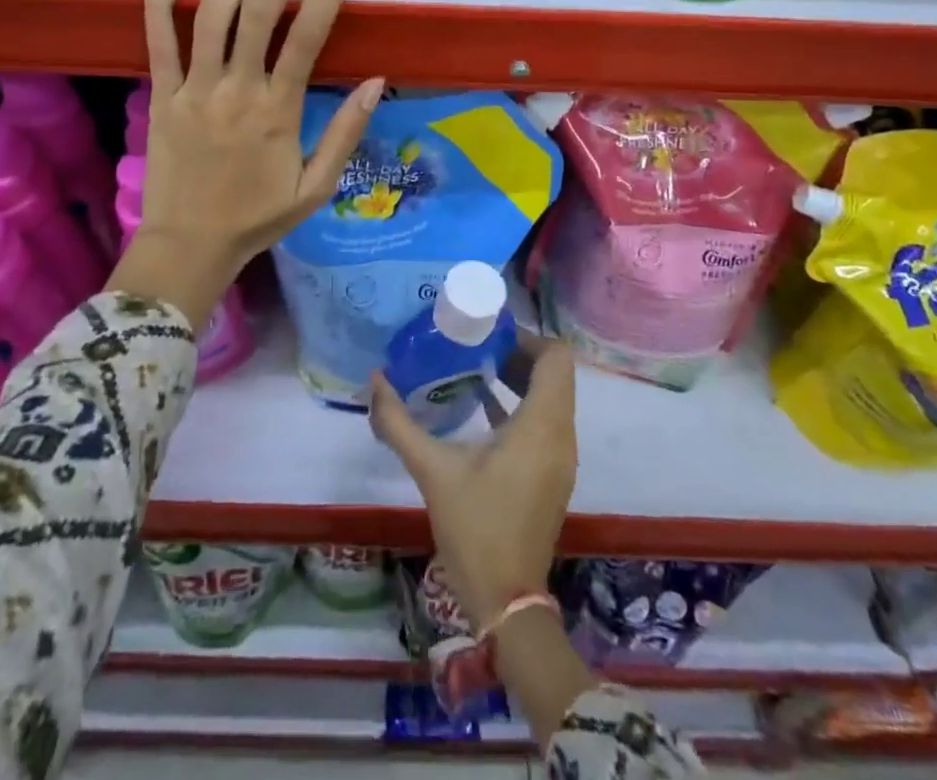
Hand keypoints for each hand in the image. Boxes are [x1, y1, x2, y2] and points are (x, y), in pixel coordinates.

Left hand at [115, 0, 383, 328]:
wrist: (190, 245)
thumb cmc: (258, 217)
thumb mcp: (316, 188)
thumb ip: (345, 133)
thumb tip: (375, 82)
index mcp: (278, 110)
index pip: (308, 36)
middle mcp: (236, 89)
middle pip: (257, 11)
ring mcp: (194, 89)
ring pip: (209, 16)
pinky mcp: (161, 96)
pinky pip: (156, 41)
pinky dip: (158, 0)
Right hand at [369, 334, 578, 629]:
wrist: (506, 601)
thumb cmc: (475, 528)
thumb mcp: (432, 470)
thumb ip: (400, 423)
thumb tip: (375, 380)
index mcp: (542, 426)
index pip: (556, 357)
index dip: (526, 337)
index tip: (487, 334)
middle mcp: (561, 434)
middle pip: (553, 374)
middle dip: (517, 353)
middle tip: (473, 345)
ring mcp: (560, 457)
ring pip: (551, 397)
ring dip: (519, 378)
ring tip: (474, 368)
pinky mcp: (552, 473)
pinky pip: (545, 421)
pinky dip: (520, 404)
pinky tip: (480, 406)